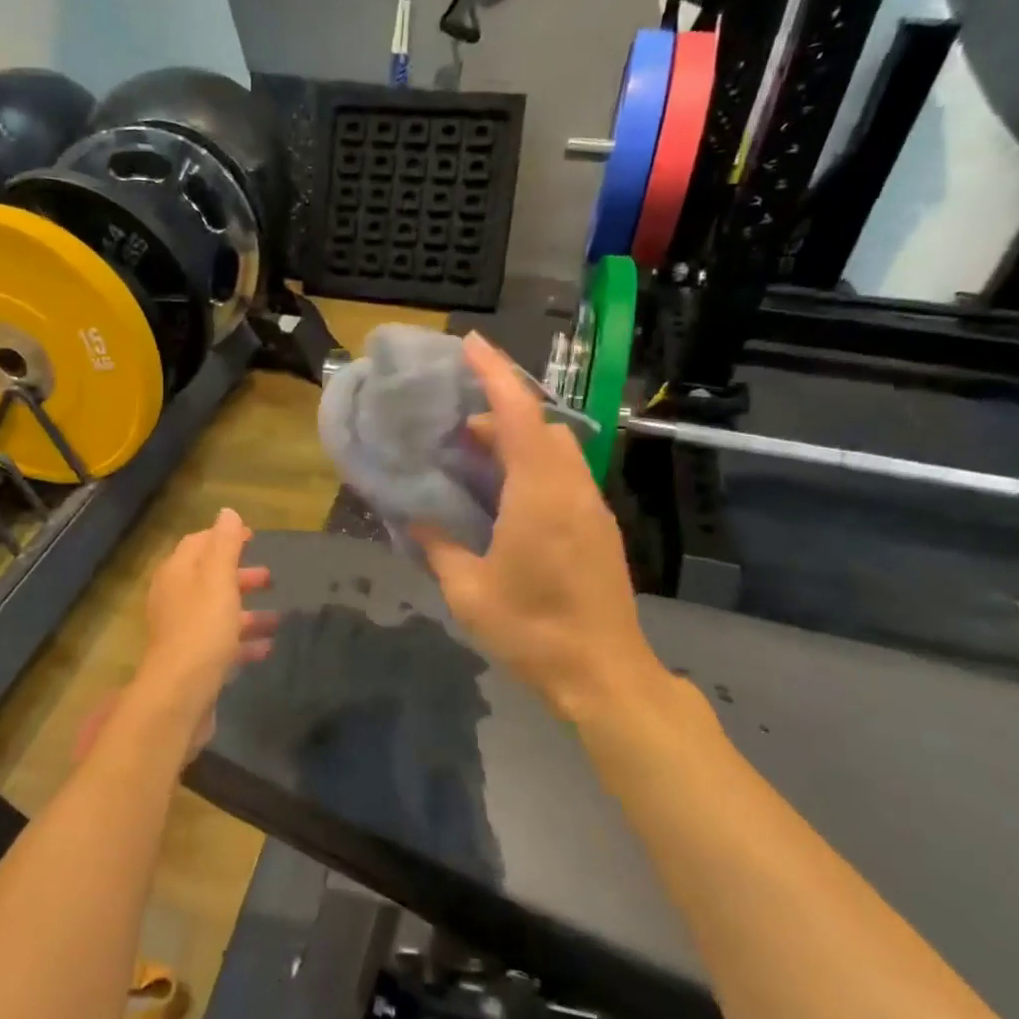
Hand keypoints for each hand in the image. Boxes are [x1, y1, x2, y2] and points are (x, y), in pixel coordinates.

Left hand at [133, 508, 276, 733]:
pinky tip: (267, 647)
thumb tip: (227, 512)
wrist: (180, 694)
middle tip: (270, 577)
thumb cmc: (202, 628)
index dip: (224, 537)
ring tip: (277, 617)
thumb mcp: (218, 579)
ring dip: (246, 612)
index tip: (253, 537)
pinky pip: (221, 643)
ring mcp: (182, 631)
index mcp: (177, 573)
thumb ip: (224, 545)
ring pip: (218, 613)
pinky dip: (243, 641)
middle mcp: (175, 598)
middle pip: (209, 578)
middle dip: (239, 576)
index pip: (198, 543)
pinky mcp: (193, 660)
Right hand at [411, 334, 670, 726]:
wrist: (603, 674)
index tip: (470, 345)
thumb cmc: (532, 630)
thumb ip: (439, 547)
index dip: (494, 374)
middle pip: (542, 426)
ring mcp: (592, 508)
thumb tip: (415, 520)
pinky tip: (507, 500)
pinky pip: (565, 476)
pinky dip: (535, 467)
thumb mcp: (468, 592)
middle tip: (457, 427)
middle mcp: (572, 488)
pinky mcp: (599, 528)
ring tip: (476, 461)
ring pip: (558, 450)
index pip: (520, 414)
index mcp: (539, 494)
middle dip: (502, 412)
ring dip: (520, 441)